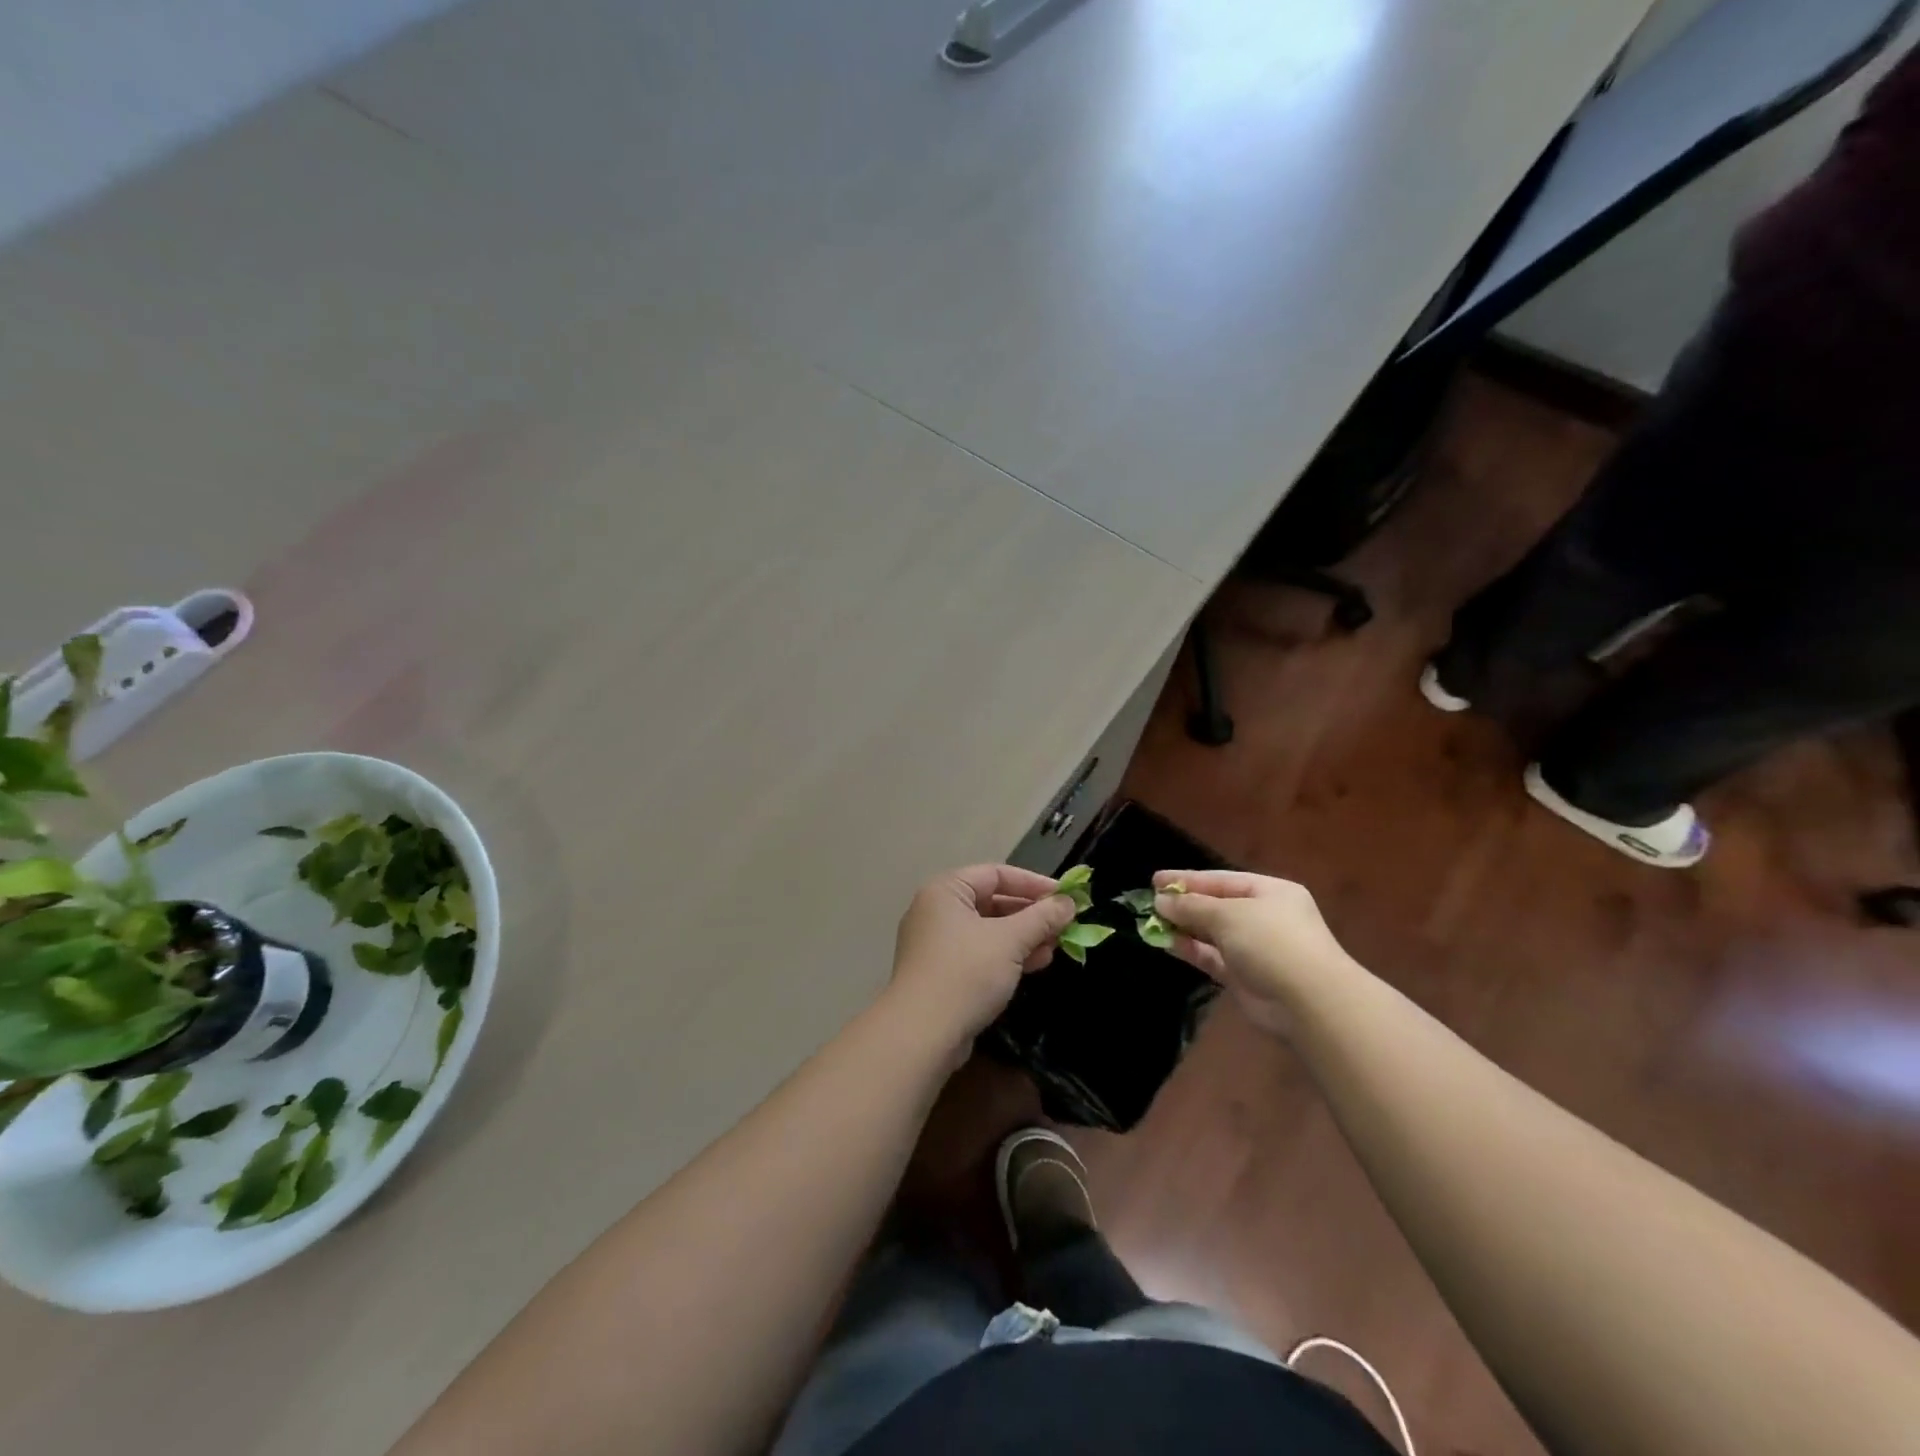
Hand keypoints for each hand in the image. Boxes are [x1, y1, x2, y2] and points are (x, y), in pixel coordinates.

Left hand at [885, 865, 1075, 1057]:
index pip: (996, 874)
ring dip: (1024, 937)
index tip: (1067, 897)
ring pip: (989, 930)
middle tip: (1065, 924)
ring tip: (1056, 946)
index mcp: (946, 891)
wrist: (922, 1034)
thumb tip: (1069, 902)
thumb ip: (1042, 918)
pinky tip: (1036, 964)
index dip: (1034, 883)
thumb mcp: (1010, 941)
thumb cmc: (966, 973)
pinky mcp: (943, 973)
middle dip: (1031, 914)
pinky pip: (981, 953)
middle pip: (993, 901)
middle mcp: (937, 911)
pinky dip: (1008, 955)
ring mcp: (938, 943)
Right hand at [1151, 869, 1354, 1035]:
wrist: (1309, 1002)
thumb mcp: (1227, 914)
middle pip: (1216, 905)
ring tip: (1150, 922)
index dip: (1187, 879)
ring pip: (1211, 933)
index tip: (1155, 880)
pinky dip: (1190, 949)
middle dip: (1184, 904)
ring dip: (1183, 927)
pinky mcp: (1244, 976)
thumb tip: (1161, 901)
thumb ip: (1191, 906)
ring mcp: (1254, 948)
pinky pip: (1211, 956)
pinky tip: (1166, 943)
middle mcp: (1263, 917)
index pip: (1221, 880)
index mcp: (1269, 892)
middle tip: (1150, 902)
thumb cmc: (1271, 941)